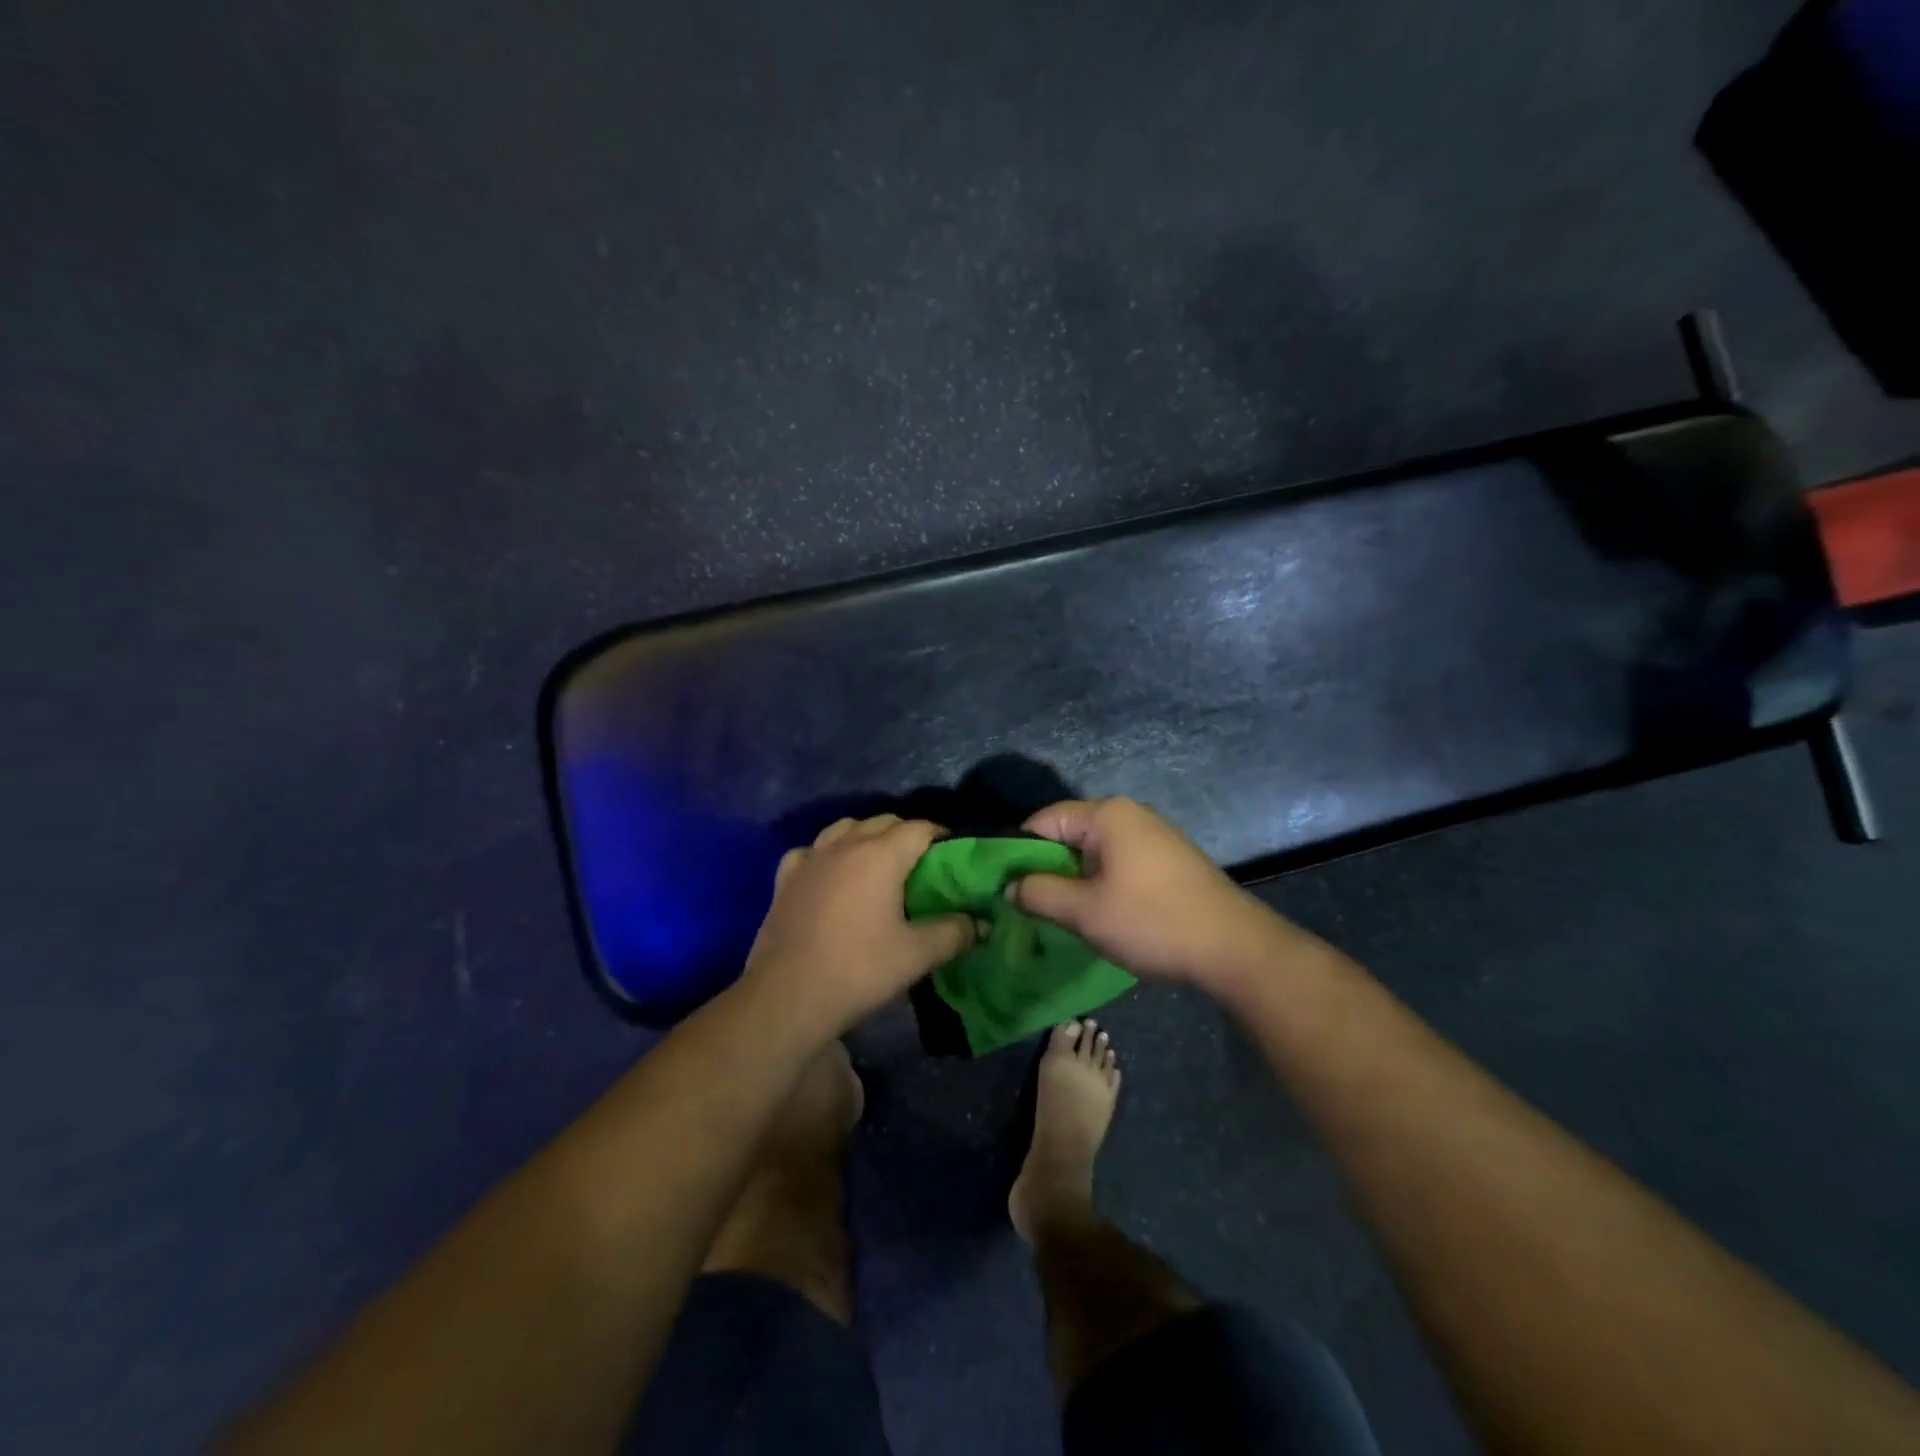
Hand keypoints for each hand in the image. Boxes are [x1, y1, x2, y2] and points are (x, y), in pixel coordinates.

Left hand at [740, 815, 973, 1039]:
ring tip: (877, 863)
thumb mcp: (917, 955)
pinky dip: (826, 854)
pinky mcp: (786, 878)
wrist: (788, 995)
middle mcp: (846, 844)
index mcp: (881, 854)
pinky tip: (829, 874)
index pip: (919, 828)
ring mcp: (811, 858)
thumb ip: (954, 933)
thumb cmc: (859, 969)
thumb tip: (980, 923)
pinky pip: (811, 851)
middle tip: (922, 864)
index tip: (954, 856)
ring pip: (844, 828)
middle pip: (883, 821)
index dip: (941, 837)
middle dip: (906, 834)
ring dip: (865, 836)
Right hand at [1011, 797, 1292, 987]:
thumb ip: (1039, 893)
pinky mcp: (1167, 859)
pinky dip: (1099, 882)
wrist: (1234, 947)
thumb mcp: (1084, 911)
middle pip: (1068, 833)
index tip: (1003, 886)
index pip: (1043, 820)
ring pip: (1093, 851)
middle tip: (1027, 905)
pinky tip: (1097, 913)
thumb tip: (1010, 886)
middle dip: (1045, 868)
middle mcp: (1129, 814)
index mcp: (1106, 815)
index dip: (1017, 852)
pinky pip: (1117, 862)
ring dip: (1072, 879)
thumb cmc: (1152, 922)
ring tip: (1058, 913)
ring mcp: (1152, 835)